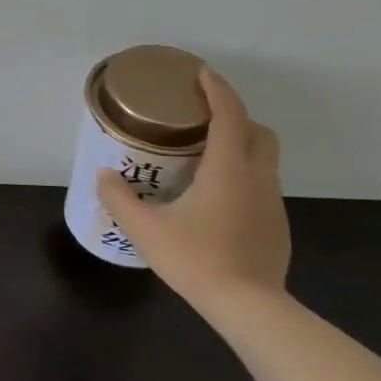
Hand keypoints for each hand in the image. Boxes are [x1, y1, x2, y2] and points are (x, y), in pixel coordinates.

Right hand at [95, 68, 288, 309]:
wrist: (249, 306)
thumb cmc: (196, 259)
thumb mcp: (145, 229)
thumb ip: (120, 198)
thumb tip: (104, 175)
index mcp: (228, 170)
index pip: (229, 115)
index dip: (217, 90)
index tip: (200, 74)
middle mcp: (257, 178)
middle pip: (257, 131)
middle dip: (234, 116)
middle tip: (201, 120)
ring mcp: (272, 202)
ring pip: (263, 159)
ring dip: (239, 146)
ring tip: (203, 158)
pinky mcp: (276, 225)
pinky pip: (261, 185)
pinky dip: (241, 176)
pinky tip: (215, 199)